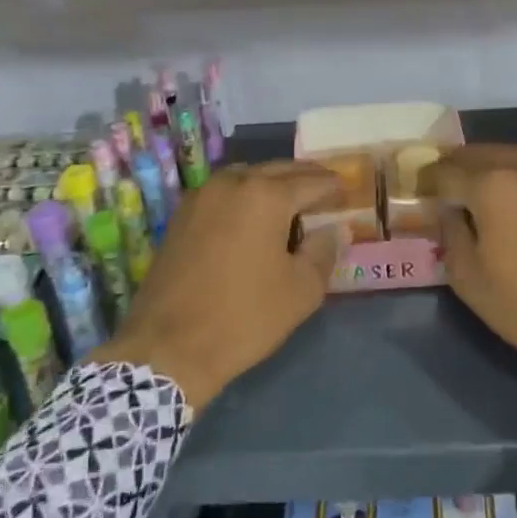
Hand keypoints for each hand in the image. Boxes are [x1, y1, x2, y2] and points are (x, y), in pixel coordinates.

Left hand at [91, 160, 342, 408]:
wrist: (169, 347)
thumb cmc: (244, 317)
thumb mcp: (301, 290)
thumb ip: (324, 251)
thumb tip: (335, 229)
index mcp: (266, 196)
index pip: (312, 182)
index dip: (333, 187)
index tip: (348, 192)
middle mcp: (233, 183)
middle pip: (279, 170)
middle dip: (305, 178)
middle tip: (326, 190)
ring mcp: (202, 196)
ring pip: (248, 175)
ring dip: (272, 182)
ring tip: (291, 201)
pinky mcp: (182, 215)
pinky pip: (224, 191)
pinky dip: (245, 194)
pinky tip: (253, 215)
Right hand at [423, 145, 516, 402]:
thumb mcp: (469, 278)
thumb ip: (450, 233)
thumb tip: (450, 210)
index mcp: (491, 186)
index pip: (446, 171)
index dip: (428, 181)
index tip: (419, 190)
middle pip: (478, 153)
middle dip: (456, 166)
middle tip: (443, 183)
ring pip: (510, 154)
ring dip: (487, 164)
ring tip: (475, 184)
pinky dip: (516, 172)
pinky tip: (512, 193)